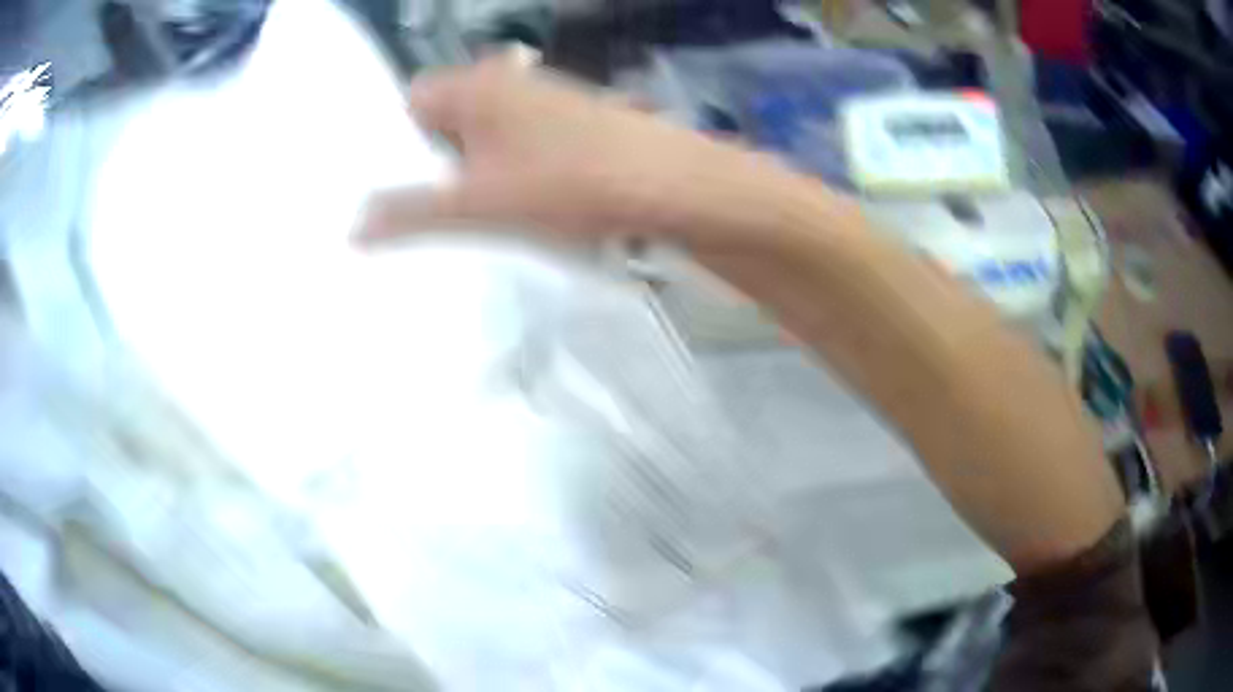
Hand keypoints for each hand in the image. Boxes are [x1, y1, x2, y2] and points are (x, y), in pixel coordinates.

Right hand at [356, 56, 820, 249]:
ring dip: (471, 172)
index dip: (394, 145)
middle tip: (420, 212)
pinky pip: (518, 145)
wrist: (667, 186)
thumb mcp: (478, 205)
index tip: (389, 189)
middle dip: (432, 163)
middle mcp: (506, 80)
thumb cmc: (566, 184)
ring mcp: (543, 99)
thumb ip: (412, 213)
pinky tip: (514, 205)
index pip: (410, 103)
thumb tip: (354, 228)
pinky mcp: (571, 123)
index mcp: (475, 85)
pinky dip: (506, 171)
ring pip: (484, 135)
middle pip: (446, 120)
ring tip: (464, 218)